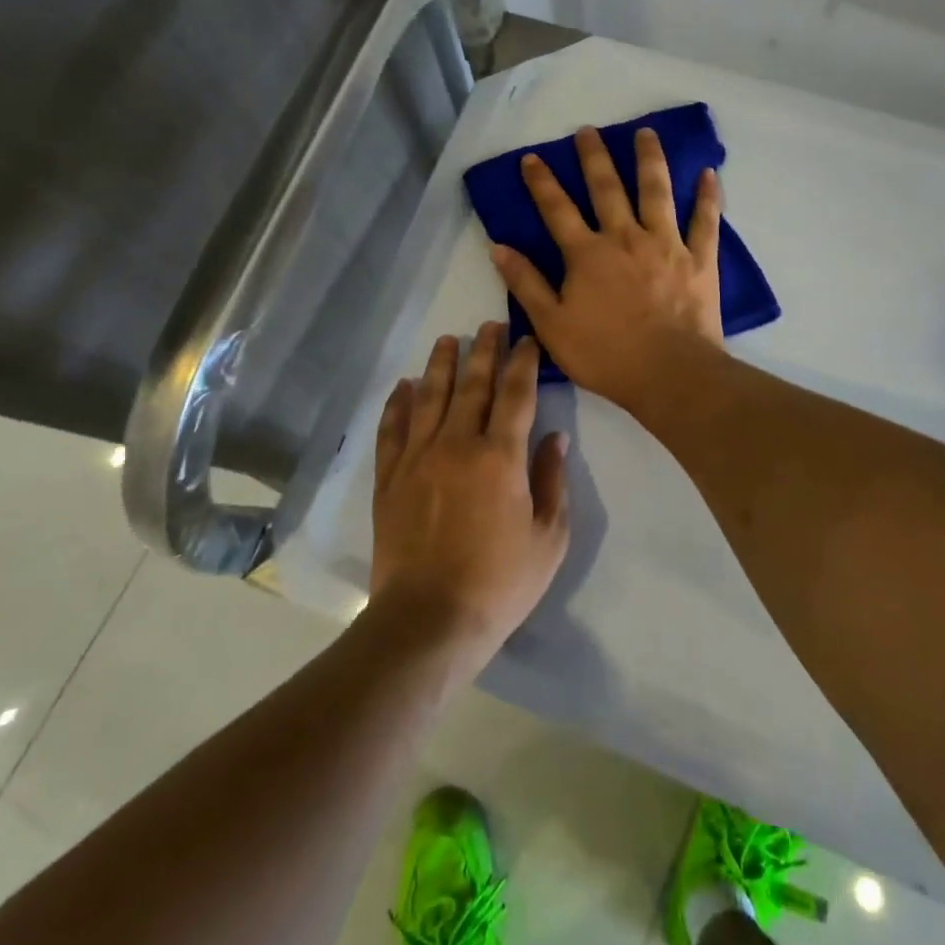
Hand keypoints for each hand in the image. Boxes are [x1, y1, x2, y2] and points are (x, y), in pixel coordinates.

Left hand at [369, 323, 570, 664]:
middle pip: (472, 385)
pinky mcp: (389, 477)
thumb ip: (552, 482)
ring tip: (449, 339)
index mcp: (500, 457)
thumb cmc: (499, 583)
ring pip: (430, 397)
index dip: (524, 363)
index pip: (516, 394)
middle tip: (490, 326)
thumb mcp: (548, 539)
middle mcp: (457, 444)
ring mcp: (418, 458)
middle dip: (484, 351)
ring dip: (441, 364)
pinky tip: (404, 385)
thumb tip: (555, 438)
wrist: (429, 619)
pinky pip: (392, 429)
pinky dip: (398, 403)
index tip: (527, 341)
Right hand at [491, 126, 723, 410]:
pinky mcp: (699, 259)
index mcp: (587, 254)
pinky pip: (705, 221)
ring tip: (646, 133)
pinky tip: (708, 173)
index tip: (531, 157)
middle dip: (594, 157)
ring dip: (649, 159)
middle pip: (607, 188)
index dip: (541, 182)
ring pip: (656, 191)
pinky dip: (707, 196)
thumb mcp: (551, 325)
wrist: (668, 374)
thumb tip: (498, 247)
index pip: (557, 209)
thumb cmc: (605, 354)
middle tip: (588, 130)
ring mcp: (666, 244)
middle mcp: (625, 237)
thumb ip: (526, 283)